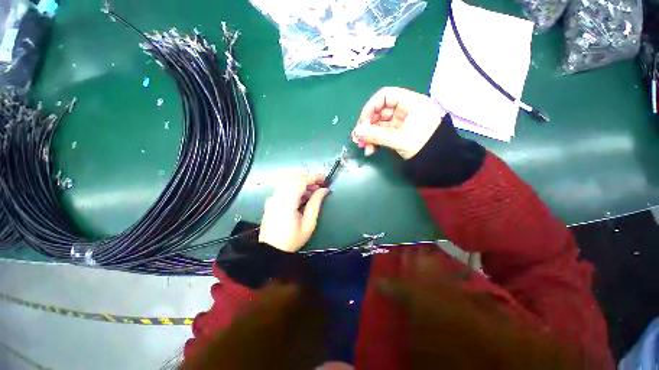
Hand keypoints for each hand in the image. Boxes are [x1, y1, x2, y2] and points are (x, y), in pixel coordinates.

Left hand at [259, 175, 329, 252]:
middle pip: (294, 180)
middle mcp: (277, 197)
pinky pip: (285, 189)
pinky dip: (295, 189)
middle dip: (309, 180)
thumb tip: (324, 190)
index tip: (324, 179)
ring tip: (313, 192)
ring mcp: (273, 198)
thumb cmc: (292, 239)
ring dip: (302, 184)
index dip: (313, 177)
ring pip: (289, 183)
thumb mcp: (309, 223)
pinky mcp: (272, 201)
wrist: (271, 250)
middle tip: (320, 187)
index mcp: (287, 202)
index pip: (300, 181)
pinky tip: (303, 196)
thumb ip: (316, 203)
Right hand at [352, 87, 444, 158]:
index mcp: (410, 103)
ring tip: (364, 147)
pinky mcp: (398, 132)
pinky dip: (375, 140)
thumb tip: (356, 132)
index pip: (385, 96)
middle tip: (358, 139)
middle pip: (379, 111)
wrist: (439, 161)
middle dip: (367, 126)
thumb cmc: (424, 146)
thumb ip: (376, 135)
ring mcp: (400, 122)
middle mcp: (404, 110)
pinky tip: (371, 149)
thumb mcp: (400, 139)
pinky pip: (382, 133)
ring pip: (378, 124)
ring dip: (369, 135)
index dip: (371, 107)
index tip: (362, 122)